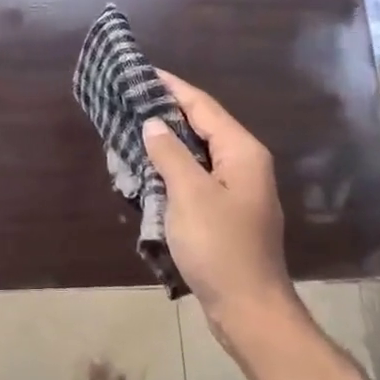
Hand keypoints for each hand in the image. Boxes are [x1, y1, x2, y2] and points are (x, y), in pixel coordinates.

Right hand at [141, 72, 296, 349]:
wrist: (248, 308)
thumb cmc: (219, 246)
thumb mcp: (189, 194)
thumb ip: (170, 154)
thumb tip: (153, 123)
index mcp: (242, 152)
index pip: (203, 106)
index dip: (172, 87)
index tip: (143, 72)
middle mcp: (245, 164)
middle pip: (203, 126)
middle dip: (167, 112)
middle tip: (130, 100)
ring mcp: (238, 190)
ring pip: (199, 153)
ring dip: (168, 141)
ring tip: (133, 128)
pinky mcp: (228, 212)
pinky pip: (198, 177)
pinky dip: (174, 167)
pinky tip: (150, 169)